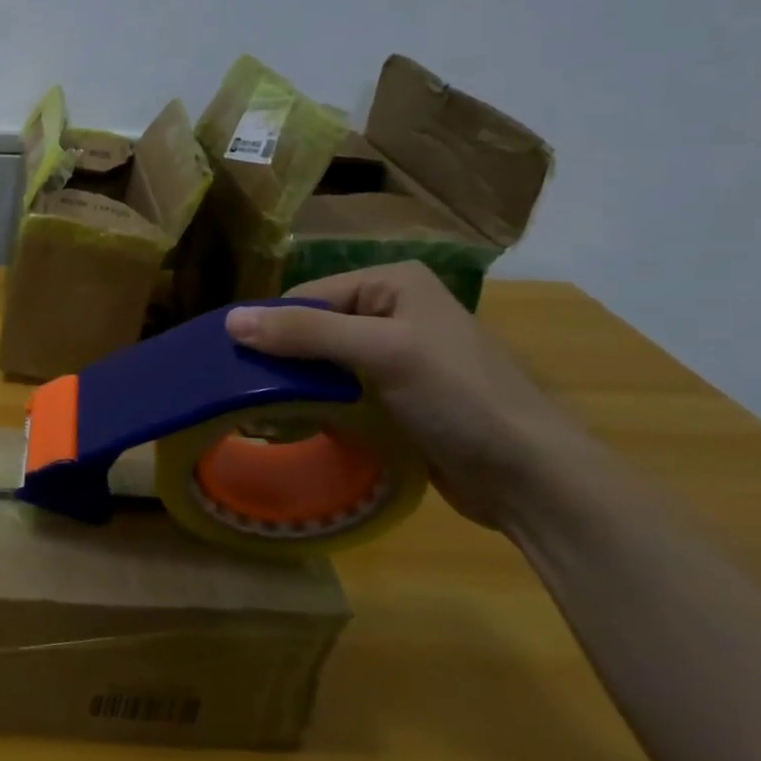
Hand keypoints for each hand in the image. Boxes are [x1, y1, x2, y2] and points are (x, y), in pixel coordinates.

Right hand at [225, 262, 589, 527]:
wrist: (530, 478)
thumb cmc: (460, 400)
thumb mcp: (382, 353)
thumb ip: (305, 332)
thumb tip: (230, 320)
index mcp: (393, 282)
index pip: (307, 296)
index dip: (272, 328)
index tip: (238, 367)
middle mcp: (391, 310)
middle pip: (311, 328)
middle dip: (281, 360)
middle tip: (247, 396)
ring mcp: (394, 355)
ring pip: (320, 362)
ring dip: (294, 386)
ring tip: (263, 414)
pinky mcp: (394, 395)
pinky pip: (337, 389)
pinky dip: (314, 405)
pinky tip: (296, 425)